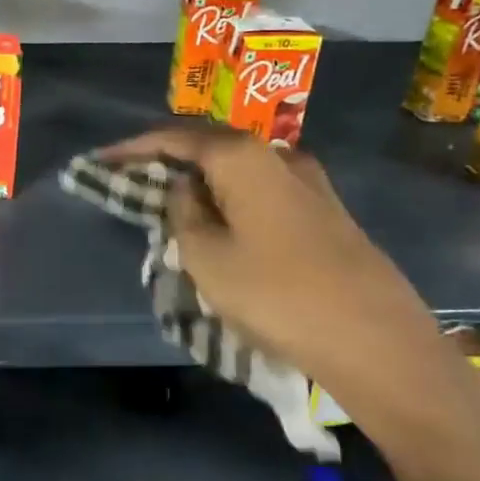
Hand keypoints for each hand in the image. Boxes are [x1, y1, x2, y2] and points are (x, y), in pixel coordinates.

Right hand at [96, 127, 479, 480]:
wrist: (377, 342)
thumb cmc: (277, 295)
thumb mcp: (207, 257)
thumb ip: (183, 213)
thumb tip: (186, 188)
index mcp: (243, 157)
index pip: (174, 138)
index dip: (132, 149)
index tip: (101, 160)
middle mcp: (278, 156)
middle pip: (209, 146)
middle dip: (168, 160)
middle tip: (133, 179)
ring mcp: (309, 182)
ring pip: (238, 170)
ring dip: (202, 180)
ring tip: (173, 203)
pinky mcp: (327, 211)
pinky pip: (262, 190)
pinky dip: (231, 197)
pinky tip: (222, 221)